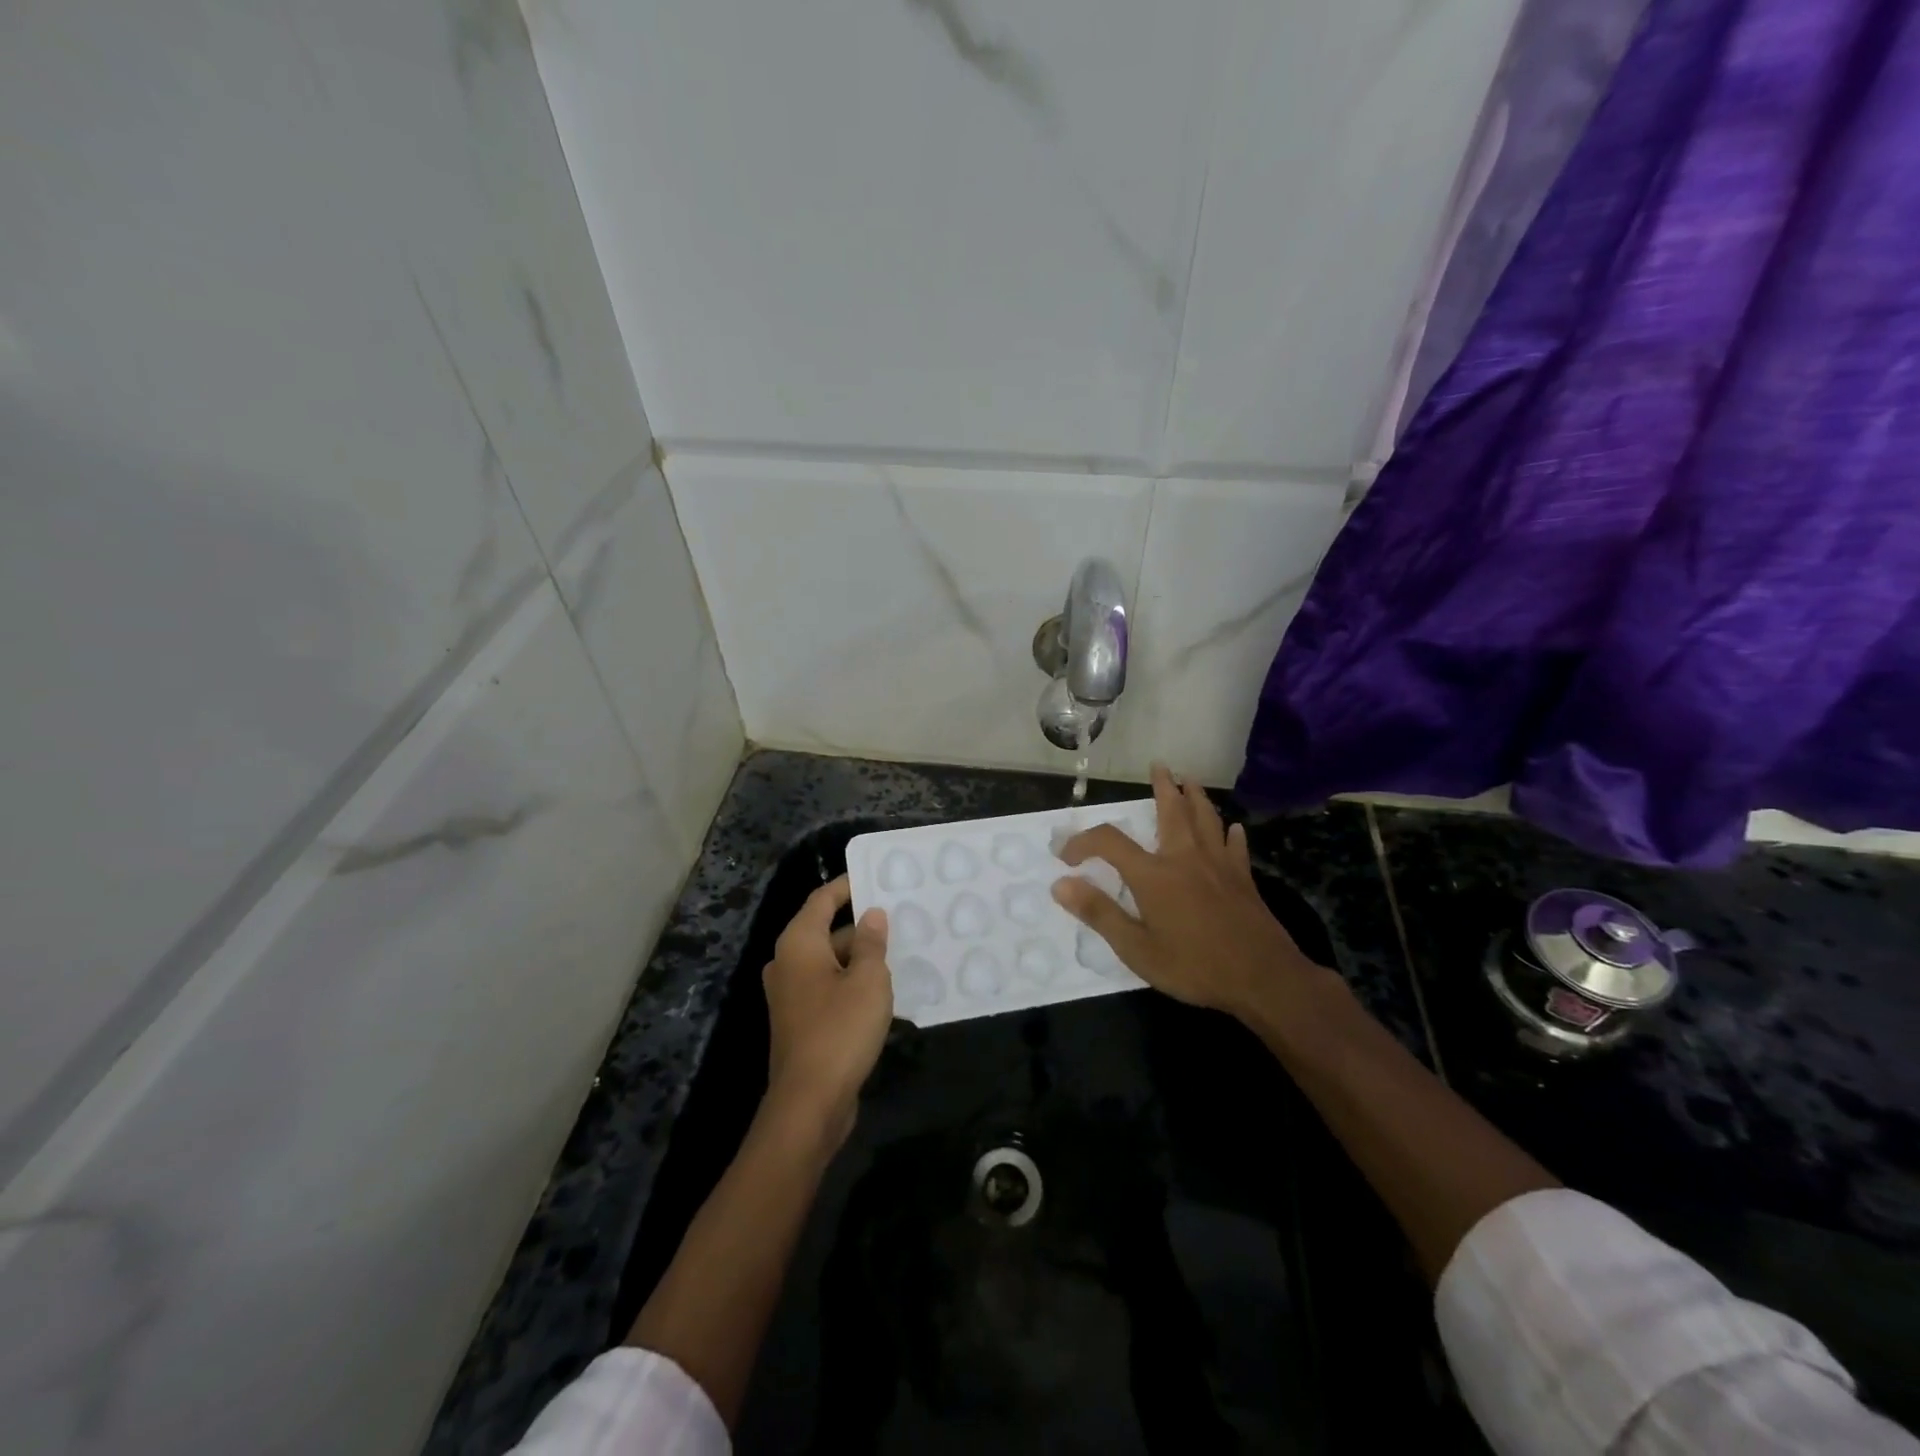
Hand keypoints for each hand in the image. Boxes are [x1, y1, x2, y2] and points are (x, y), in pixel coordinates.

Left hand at [762, 876, 892, 1146]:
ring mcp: (791, 995)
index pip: (822, 899)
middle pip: (827, 931)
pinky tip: (885, 990)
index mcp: (798, 944)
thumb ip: (873, 943)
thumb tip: (872, 916)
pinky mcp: (800, 1021)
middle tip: (901, 918)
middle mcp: (788, 963)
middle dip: (862, 926)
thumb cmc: (840, 1030)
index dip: (848, 885)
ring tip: (901, 951)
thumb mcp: (869, 981)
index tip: (876, 876)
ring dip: (861, 958)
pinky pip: (829, 988)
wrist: (809, 1103)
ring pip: (830, 962)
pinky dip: (852, 982)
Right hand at [1052, 764, 1329, 1024]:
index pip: (1109, 842)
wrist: (1263, 979)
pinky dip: (1231, 835)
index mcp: (1154, 875)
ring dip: (1196, 797)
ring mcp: (1218, 866)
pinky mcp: (1243, 880)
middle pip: (1171, 812)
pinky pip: (1235, 848)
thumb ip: (1099, 913)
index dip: (1083, 842)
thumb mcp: (1136, 949)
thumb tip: (1061, 884)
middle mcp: (1185, 859)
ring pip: (1206, 820)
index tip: (1066, 855)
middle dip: (1163, 787)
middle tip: (1159, 766)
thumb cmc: (1194, 967)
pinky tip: (1234, 829)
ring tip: (1191, 780)